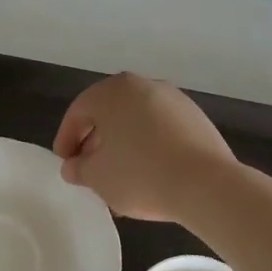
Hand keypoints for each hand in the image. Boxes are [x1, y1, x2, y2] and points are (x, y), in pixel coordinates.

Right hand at [52, 72, 236, 222]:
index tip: (65, 164)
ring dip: (122, 146)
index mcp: (113, 92)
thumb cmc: (140, 174)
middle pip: (109, 113)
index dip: (66, 139)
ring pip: (136, 121)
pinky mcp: (196, 119)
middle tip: (89, 169)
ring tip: (118, 177)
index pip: (78, 111)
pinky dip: (147, 146)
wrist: (206, 185)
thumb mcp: (97, 177)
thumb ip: (78, 169)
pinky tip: (147, 174)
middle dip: (94, 142)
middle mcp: (144, 86)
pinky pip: (160, 130)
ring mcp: (174, 100)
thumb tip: (74, 166)